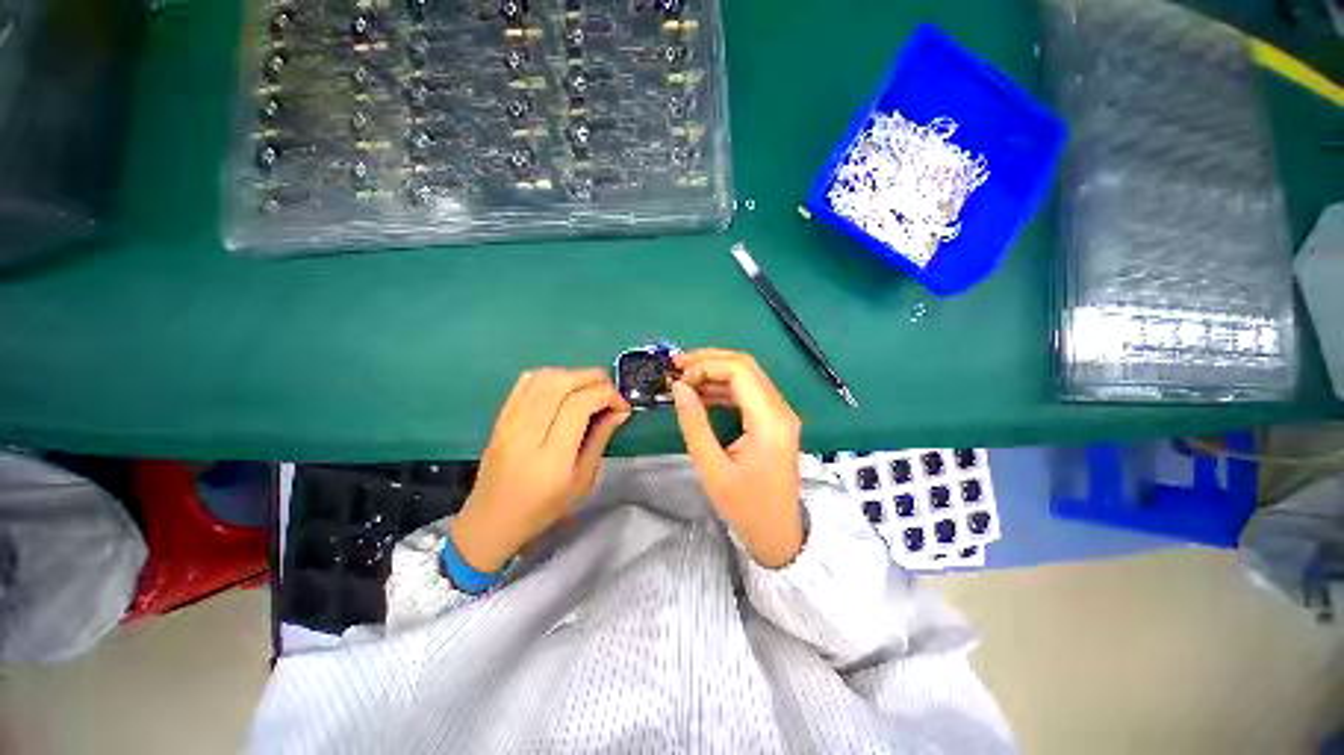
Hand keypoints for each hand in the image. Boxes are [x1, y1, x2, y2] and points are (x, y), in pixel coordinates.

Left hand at [452, 368, 630, 572]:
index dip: (607, 395)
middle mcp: (526, 433)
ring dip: (573, 374)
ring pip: (543, 377)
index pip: (580, 404)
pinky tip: (564, 388)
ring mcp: (509, 422)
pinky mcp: (500, 417)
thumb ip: (600, 440)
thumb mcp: (582, 482)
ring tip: (590, 389)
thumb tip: (619, 411)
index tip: (622, 406)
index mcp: (551, 457)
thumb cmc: (544, 509)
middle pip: (561, 383)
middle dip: (593, 378)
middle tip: (609, 392)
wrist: (492, 520)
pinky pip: (525, 382)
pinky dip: (551, 376)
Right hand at [671, 349, 802, 567]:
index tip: (678, 378)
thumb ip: (694, 424)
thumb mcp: (712, 468)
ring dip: (715, 373)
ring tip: (684, 379)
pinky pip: (748, 393)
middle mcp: (780, 409)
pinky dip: (724, 389)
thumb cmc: (746, 507)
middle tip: (677, 367)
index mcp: (770, 420)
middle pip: (745, 366)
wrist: (778, 535)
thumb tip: (679, 388)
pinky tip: (701, 395)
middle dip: (709, 361)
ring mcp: (780, 414)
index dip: (706, 366)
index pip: (740, 370)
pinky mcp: (774, 421)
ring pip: (747, 376)